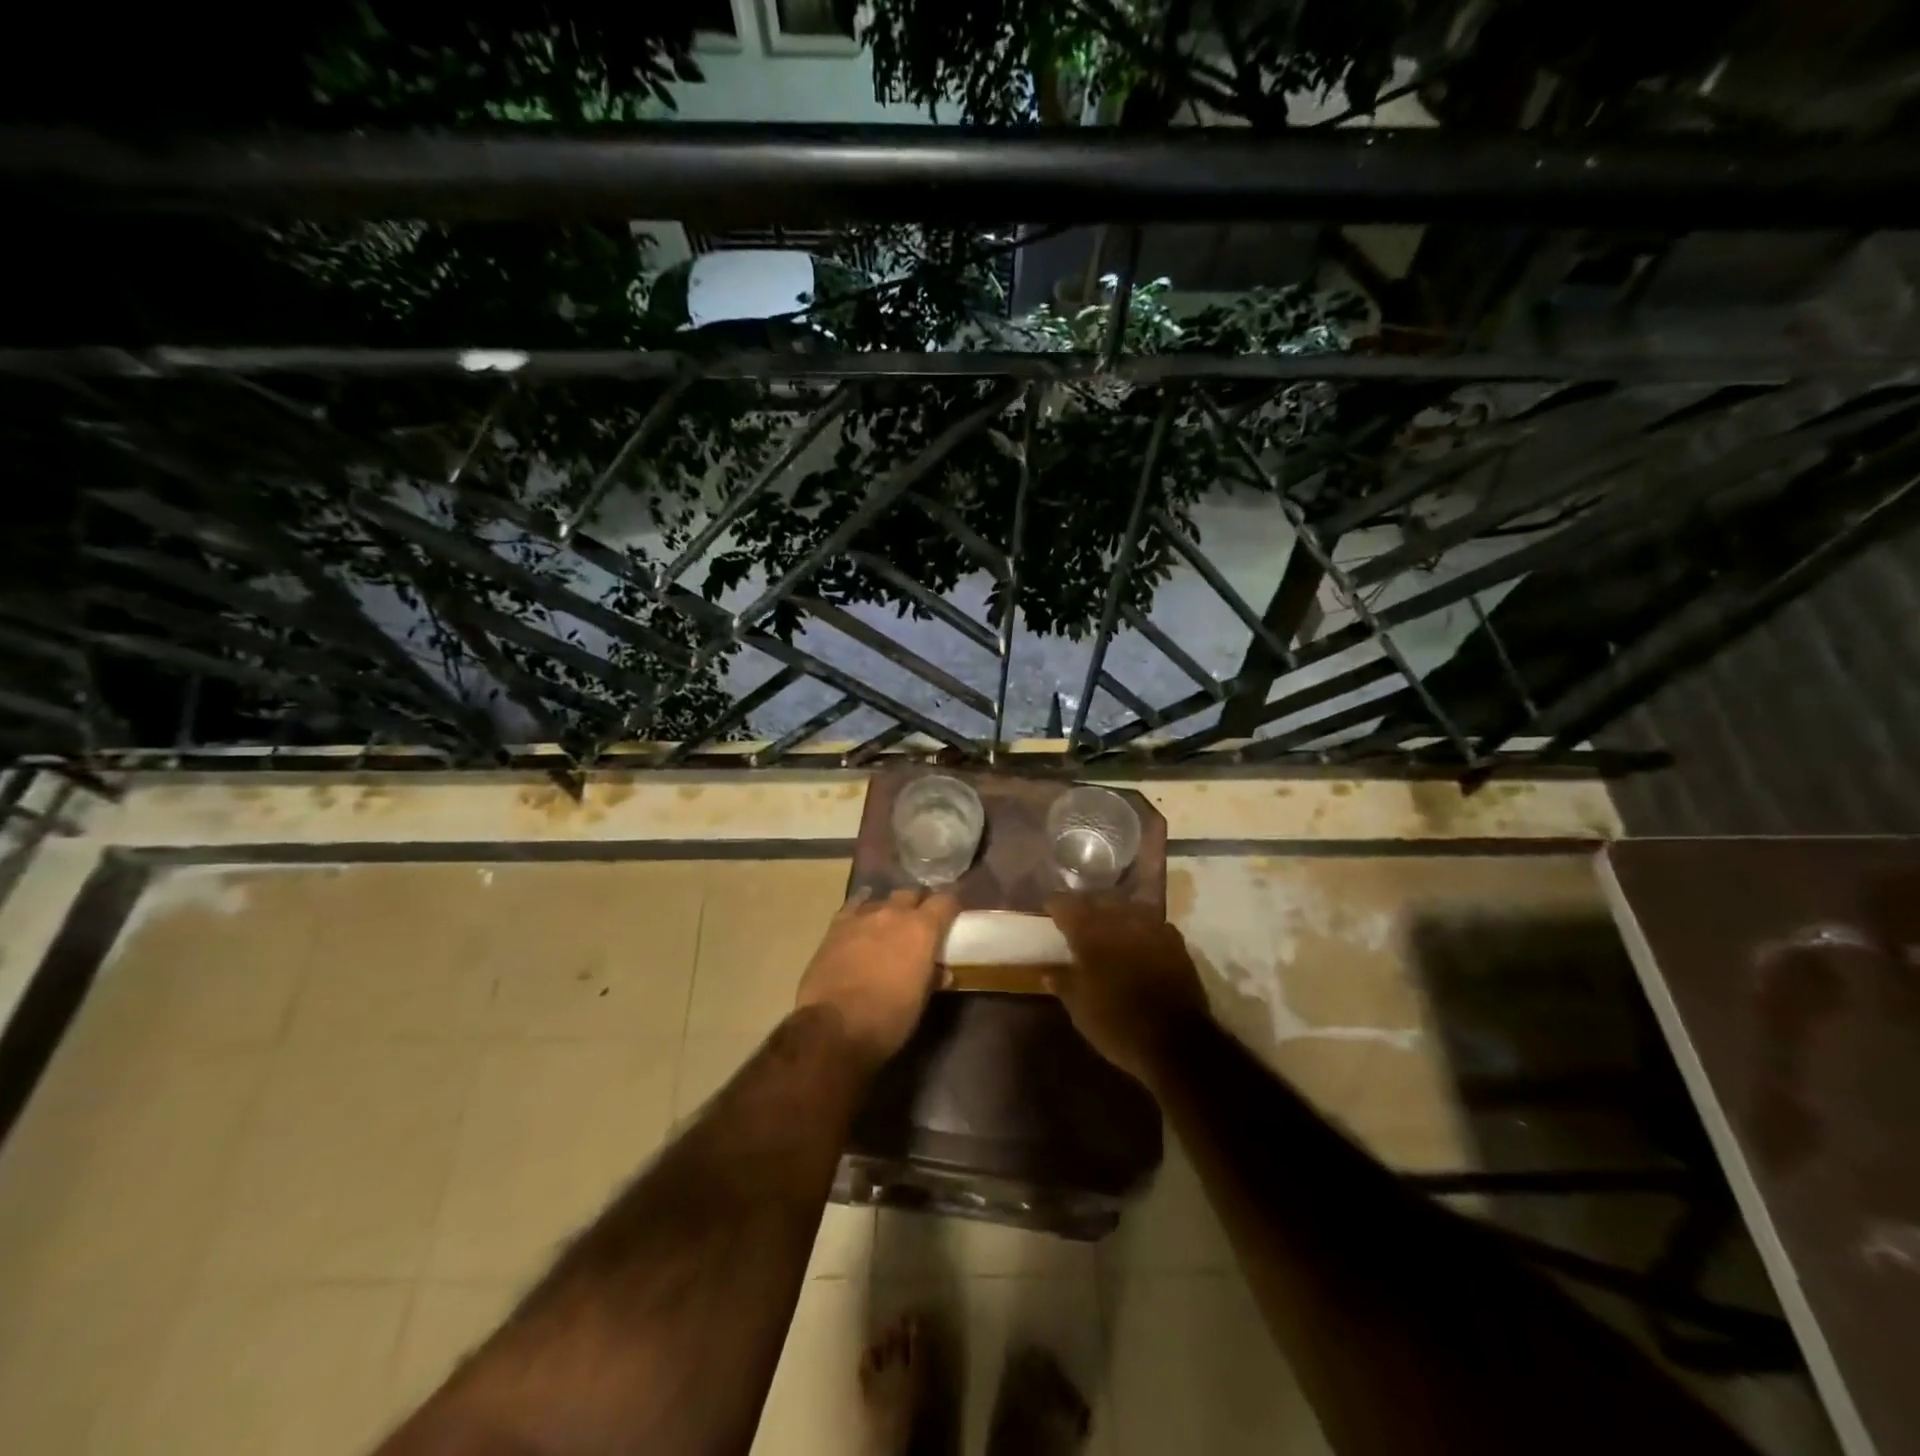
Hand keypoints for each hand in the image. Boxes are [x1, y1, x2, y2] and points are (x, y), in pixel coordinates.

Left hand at [796, 886, 960, 1064]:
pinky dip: (862, 910)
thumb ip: (932, 979)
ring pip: (883, 899)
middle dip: (918, 904)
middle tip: (920, 923)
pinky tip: (862, 920)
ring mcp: (863, 915)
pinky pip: (855, 906)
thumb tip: (941, 972)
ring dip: (890, 909)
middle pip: (912, 893)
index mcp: (921, 930)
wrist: (832, 1026)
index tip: (952, 916)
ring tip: (889, 926)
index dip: (950, 906)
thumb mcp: (919, 1003)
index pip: (945, 901)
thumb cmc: (886, 1018)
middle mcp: (894, 913)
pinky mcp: (836, 925)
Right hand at [1045, 895, 1210, 1084]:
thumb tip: (1048, 972)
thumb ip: (1063, 984)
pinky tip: (1136, 938)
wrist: (1177, 1044)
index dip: (1054, 905)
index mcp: (1091, 934)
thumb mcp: (1080, 1011)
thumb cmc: (1118, 1026)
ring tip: (1106, 925)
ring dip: (1113, 912)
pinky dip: (1139, 925)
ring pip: (1126, 906)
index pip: (1066, 904)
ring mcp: (1151, 927)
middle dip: (1084, 905)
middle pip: (1097, 899)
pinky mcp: (1175, 941)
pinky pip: (1151, 921)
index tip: (1048, 911)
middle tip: (1076, 918)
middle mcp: (1121, 921)